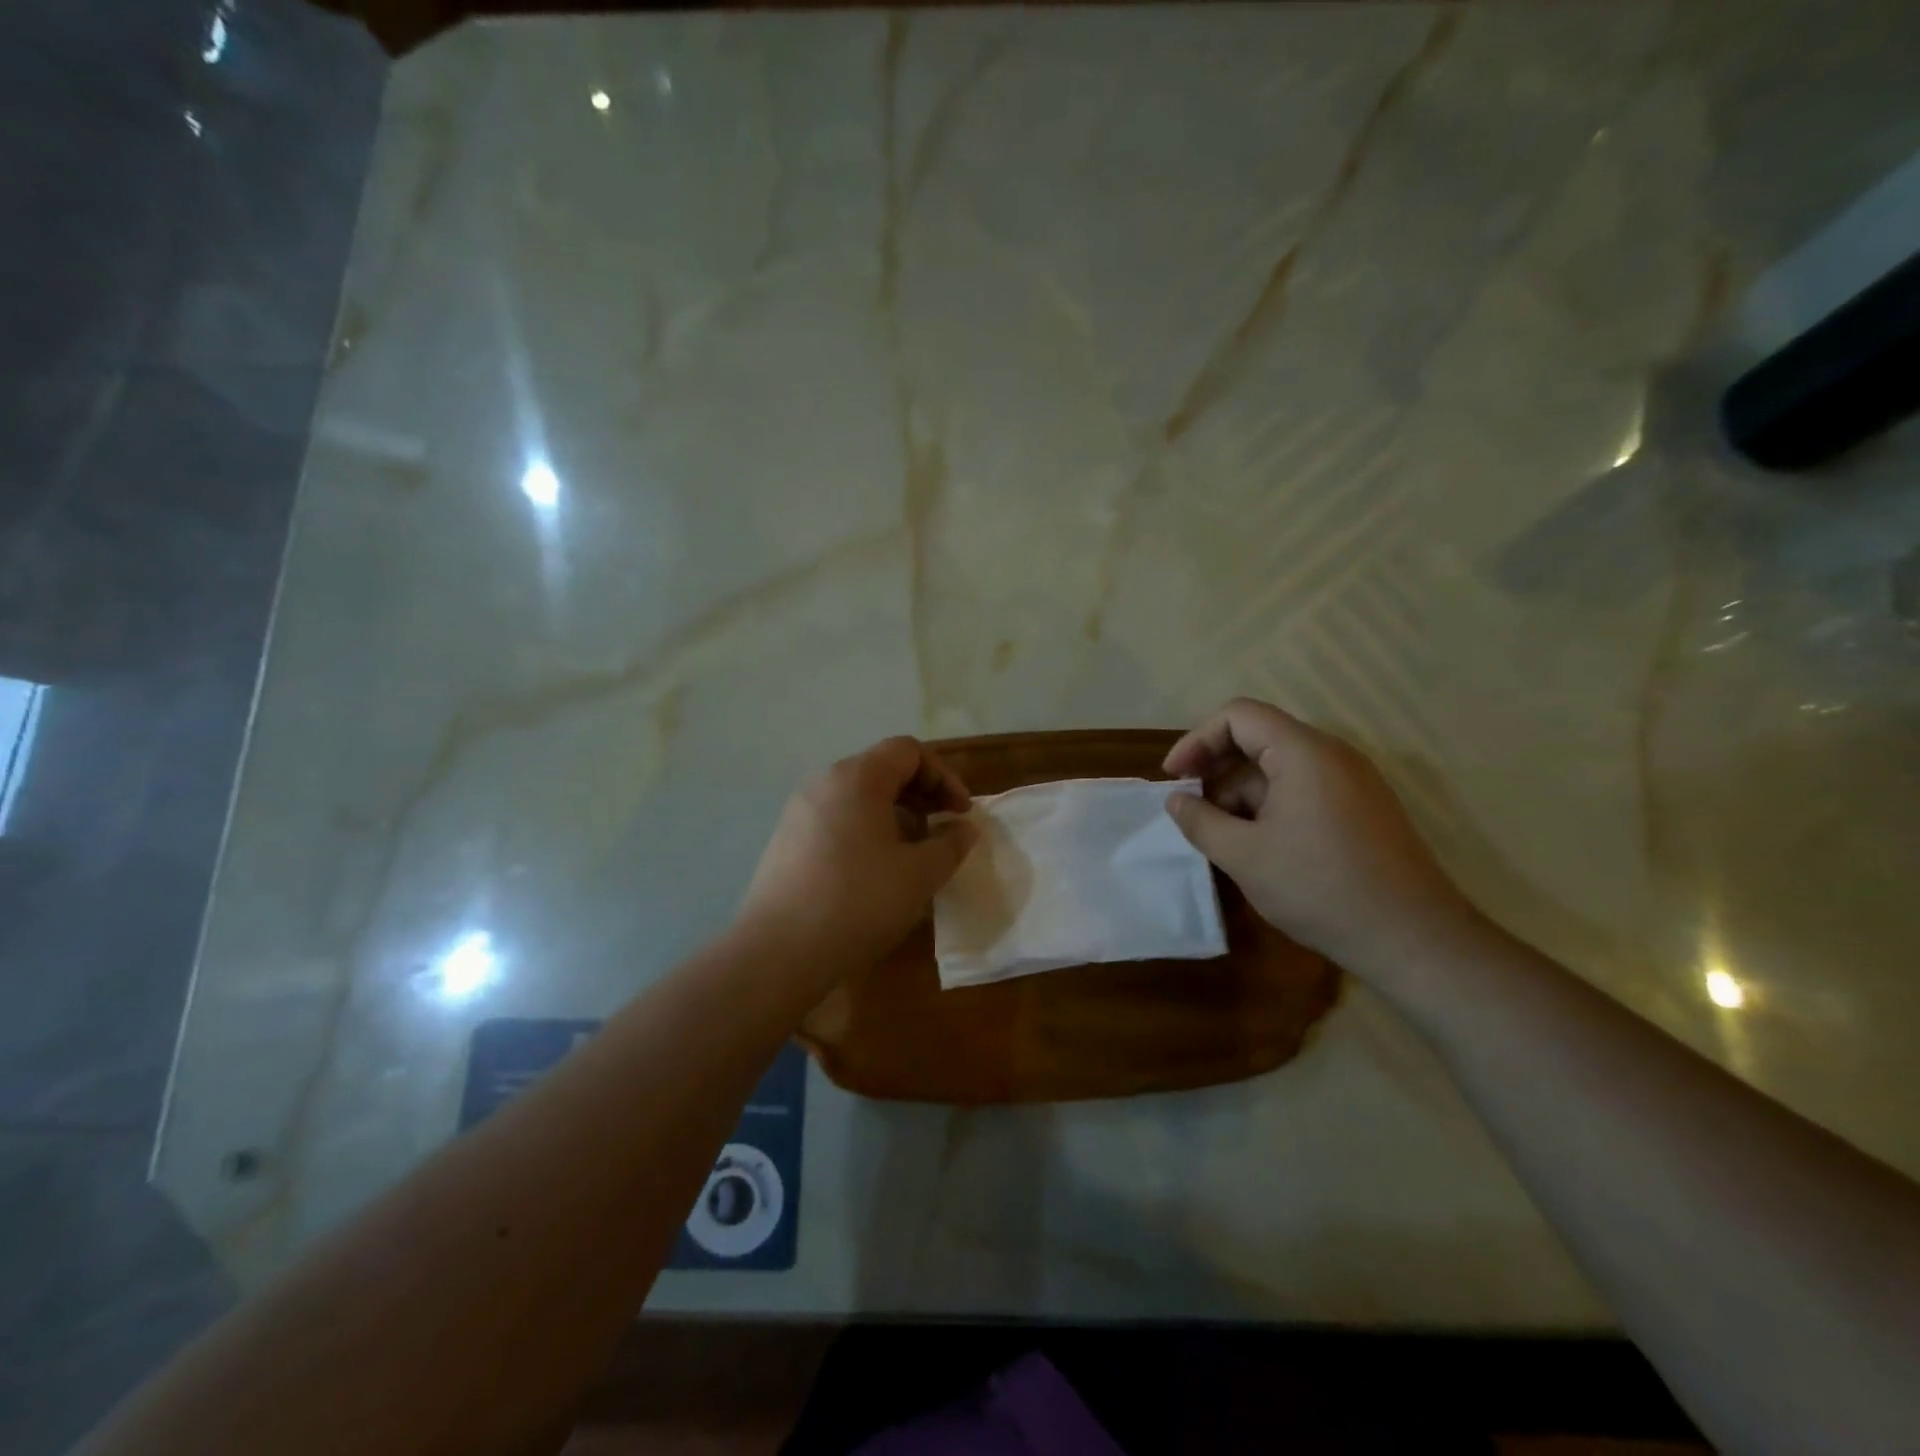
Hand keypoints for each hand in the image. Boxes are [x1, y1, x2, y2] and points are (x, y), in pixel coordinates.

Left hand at [738, 736, 979, 970]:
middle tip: (942, 832)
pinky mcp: (786, 841)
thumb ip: (950, 844)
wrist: (778, 952)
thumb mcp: (920, 874)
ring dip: (895, 816)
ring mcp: (799, 811)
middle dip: (921, 796)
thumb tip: (963, 828)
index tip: (961, 814)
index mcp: (856, 777)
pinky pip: (837, 820)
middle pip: (882, 769)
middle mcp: (823, 783)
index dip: (944, 777)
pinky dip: (866, 832)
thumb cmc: (859, 901)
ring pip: (858, 797)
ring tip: (912, 856)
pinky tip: (875, 873)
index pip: (909, 751)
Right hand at [1163, 698, 1475, 969]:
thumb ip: (1200, 821)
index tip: (1175, 778)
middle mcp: (1332, 755)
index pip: (1238, 715)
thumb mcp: (1244, 856)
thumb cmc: (1319, 888)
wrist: (1412, 939)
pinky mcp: (1362, 809)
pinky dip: (1270, 808)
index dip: (1197, 740)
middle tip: (1193, 811)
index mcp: (1304, 752)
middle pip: (1259, 739)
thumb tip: (1176, 800)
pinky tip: (1259, 849)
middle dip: (1217, 771)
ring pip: (1280, 769)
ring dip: (1241, 795)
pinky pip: (1304, 790)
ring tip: (1223, 840)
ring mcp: (1353, 782)